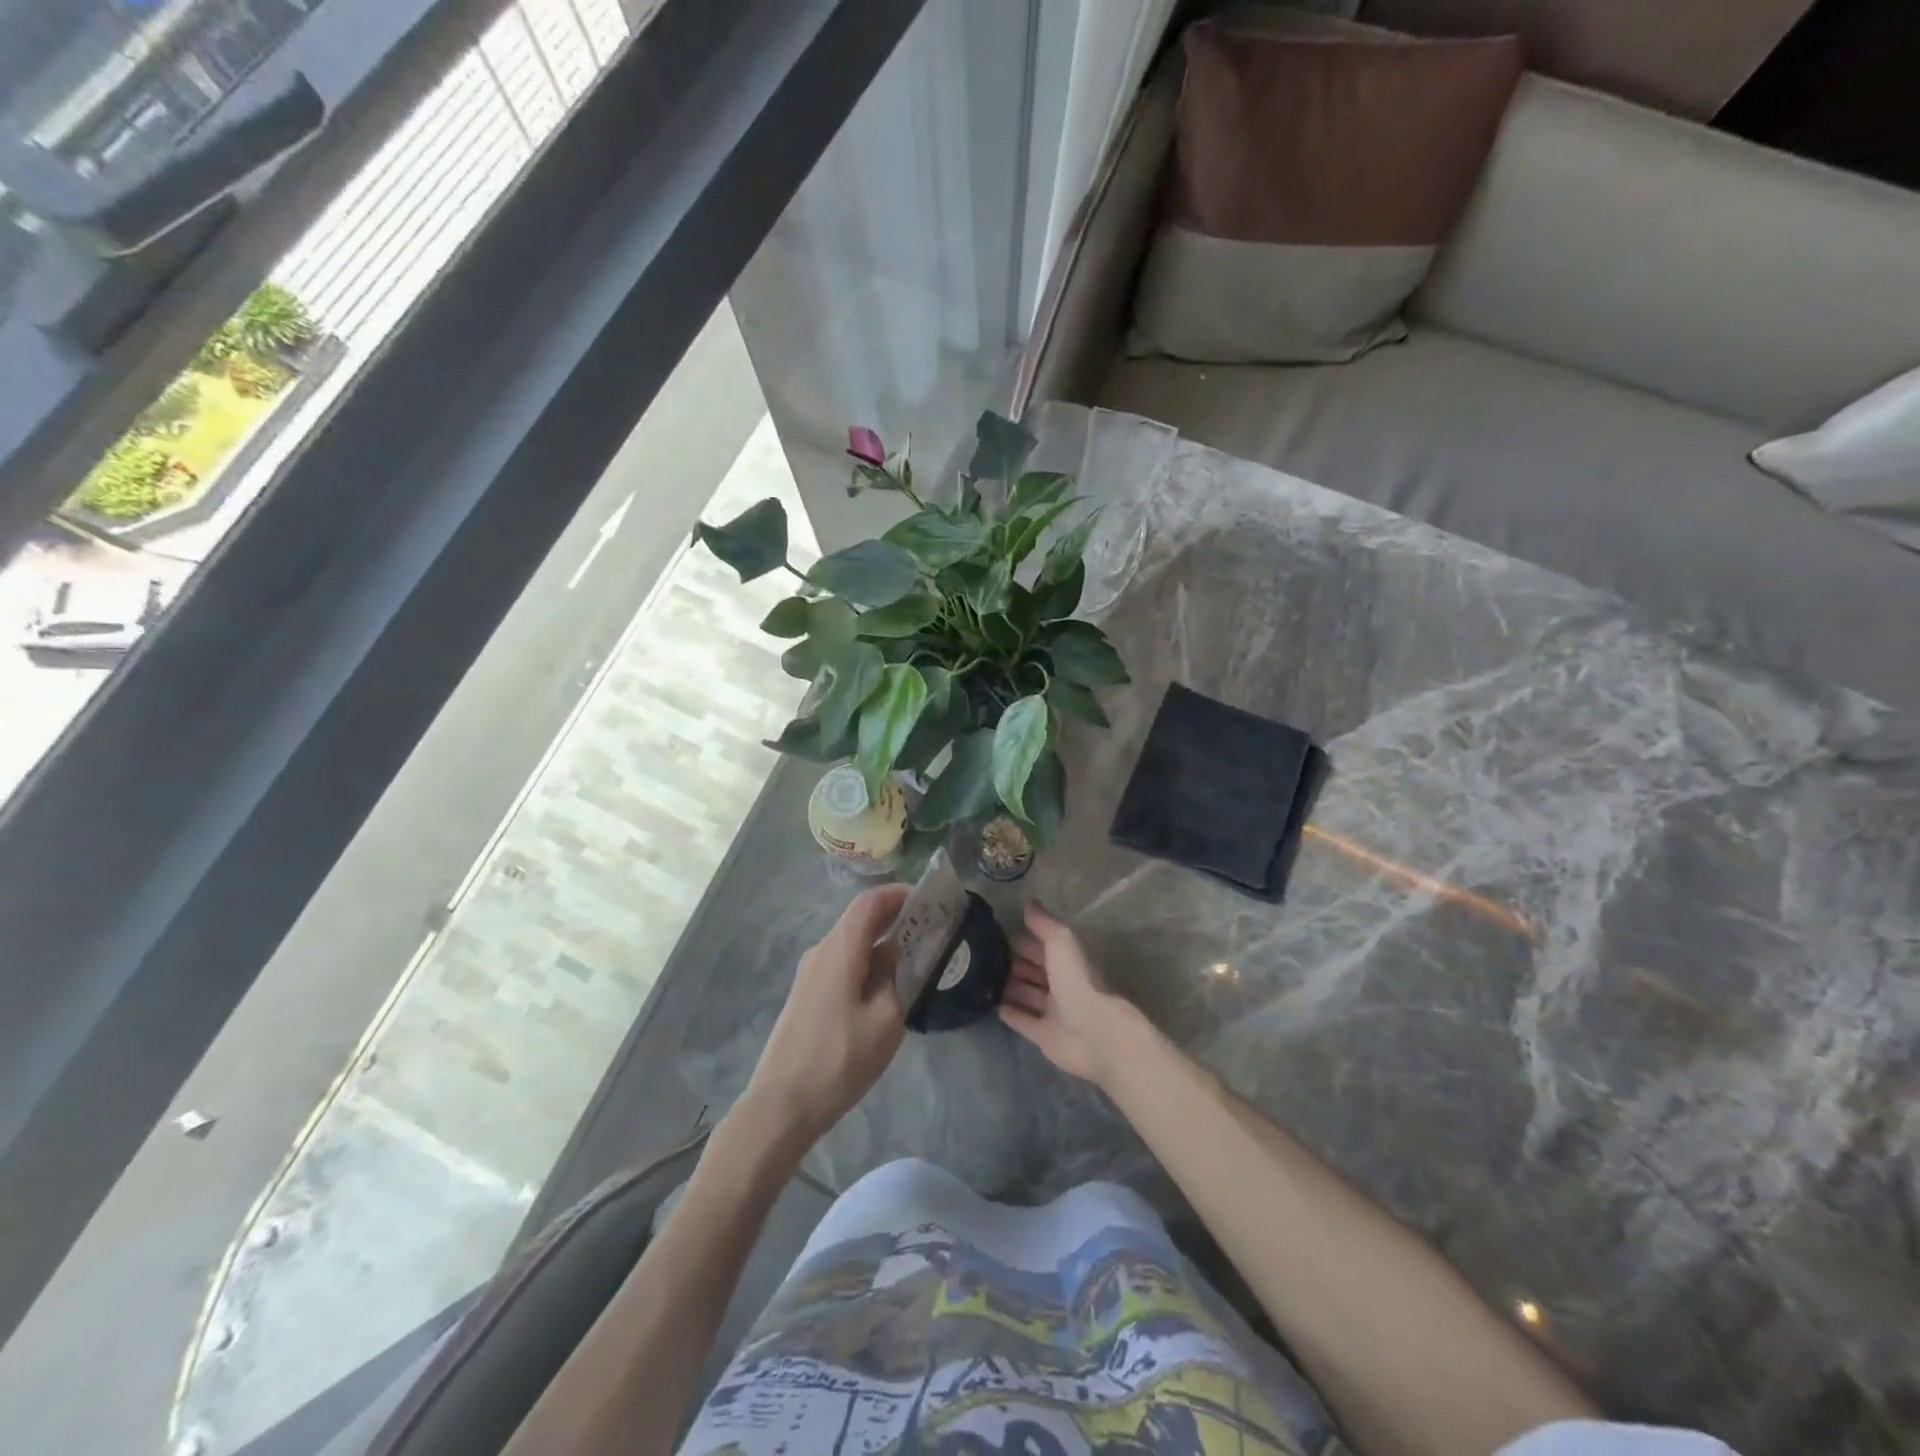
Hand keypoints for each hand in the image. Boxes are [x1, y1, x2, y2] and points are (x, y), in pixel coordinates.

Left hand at [743, 883, 910, 1143]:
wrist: (781, 1105)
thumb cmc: (839, 1059)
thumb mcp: (885, 1020)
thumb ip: (895, 977)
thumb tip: (896, 952)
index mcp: (840, 949)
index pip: (870, 902)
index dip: (899, 893)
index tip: (929, 899)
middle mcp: (821, 951)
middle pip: (859, 919)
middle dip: (894, 916)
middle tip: (930, 927)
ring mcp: (810, 974)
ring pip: (851, 943)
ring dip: (881, 941)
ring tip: (915, 956)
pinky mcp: (807, 995)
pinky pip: (842, 963)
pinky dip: (867, 961)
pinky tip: (886, 985)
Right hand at [999, 903, 1137, 1086]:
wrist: (1094, 1034)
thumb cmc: (1077, 983)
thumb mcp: (1061, 943)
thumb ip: (1045, 924)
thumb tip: (1029, 904)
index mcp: (1067, 961)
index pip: (1041, 946)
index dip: (1022, 939)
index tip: (995, 933)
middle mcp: (1061, 984)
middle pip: (1033, 970)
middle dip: (1012, 963)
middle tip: (983, 957)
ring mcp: (1053, 1011)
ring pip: (1026, 994)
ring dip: (1009, 987)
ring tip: (981, 979)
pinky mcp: (1045, 1035)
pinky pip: (1023, 1021)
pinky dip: (1010, 1013)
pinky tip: (992, 1006)